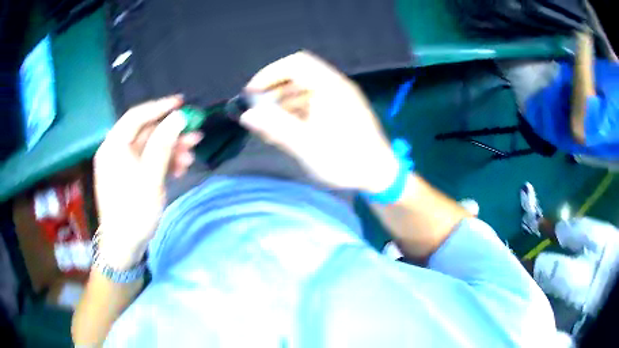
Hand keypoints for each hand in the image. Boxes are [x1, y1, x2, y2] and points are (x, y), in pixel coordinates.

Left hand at [94, 96, 201, 268]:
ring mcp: (123, 164)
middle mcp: (116, 151)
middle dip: (171, 133)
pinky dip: (164, 163)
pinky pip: (148, 162)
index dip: (159, 107)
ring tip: (191, 156)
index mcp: (113, 146)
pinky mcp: (130, 176)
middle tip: (195, 134)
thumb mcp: (150, 178)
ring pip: (150, 148)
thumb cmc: (133, 212)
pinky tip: (180, 168)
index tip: (182, 103)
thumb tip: (178, 117)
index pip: (136, 116)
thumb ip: (163, 145)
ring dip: (171, 150)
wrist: (124, 247)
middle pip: (146, 133)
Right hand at [239, 51, 398, 192]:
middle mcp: (336, 86)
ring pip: (304, 90)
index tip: (252, 93)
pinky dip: (296, 111)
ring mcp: (340, 98)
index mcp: (330, 87)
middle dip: (274, 91)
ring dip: (283, 103)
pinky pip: (313, 102)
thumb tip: (247, 115)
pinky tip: (286, 130)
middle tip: (257, 111)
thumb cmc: (346, 160)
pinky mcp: (341, 110)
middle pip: (297, 76)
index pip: (294, 64)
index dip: (269, 74)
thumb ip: (276, 127)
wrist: (380, 174)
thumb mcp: (307, 145)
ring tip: (268, 126)